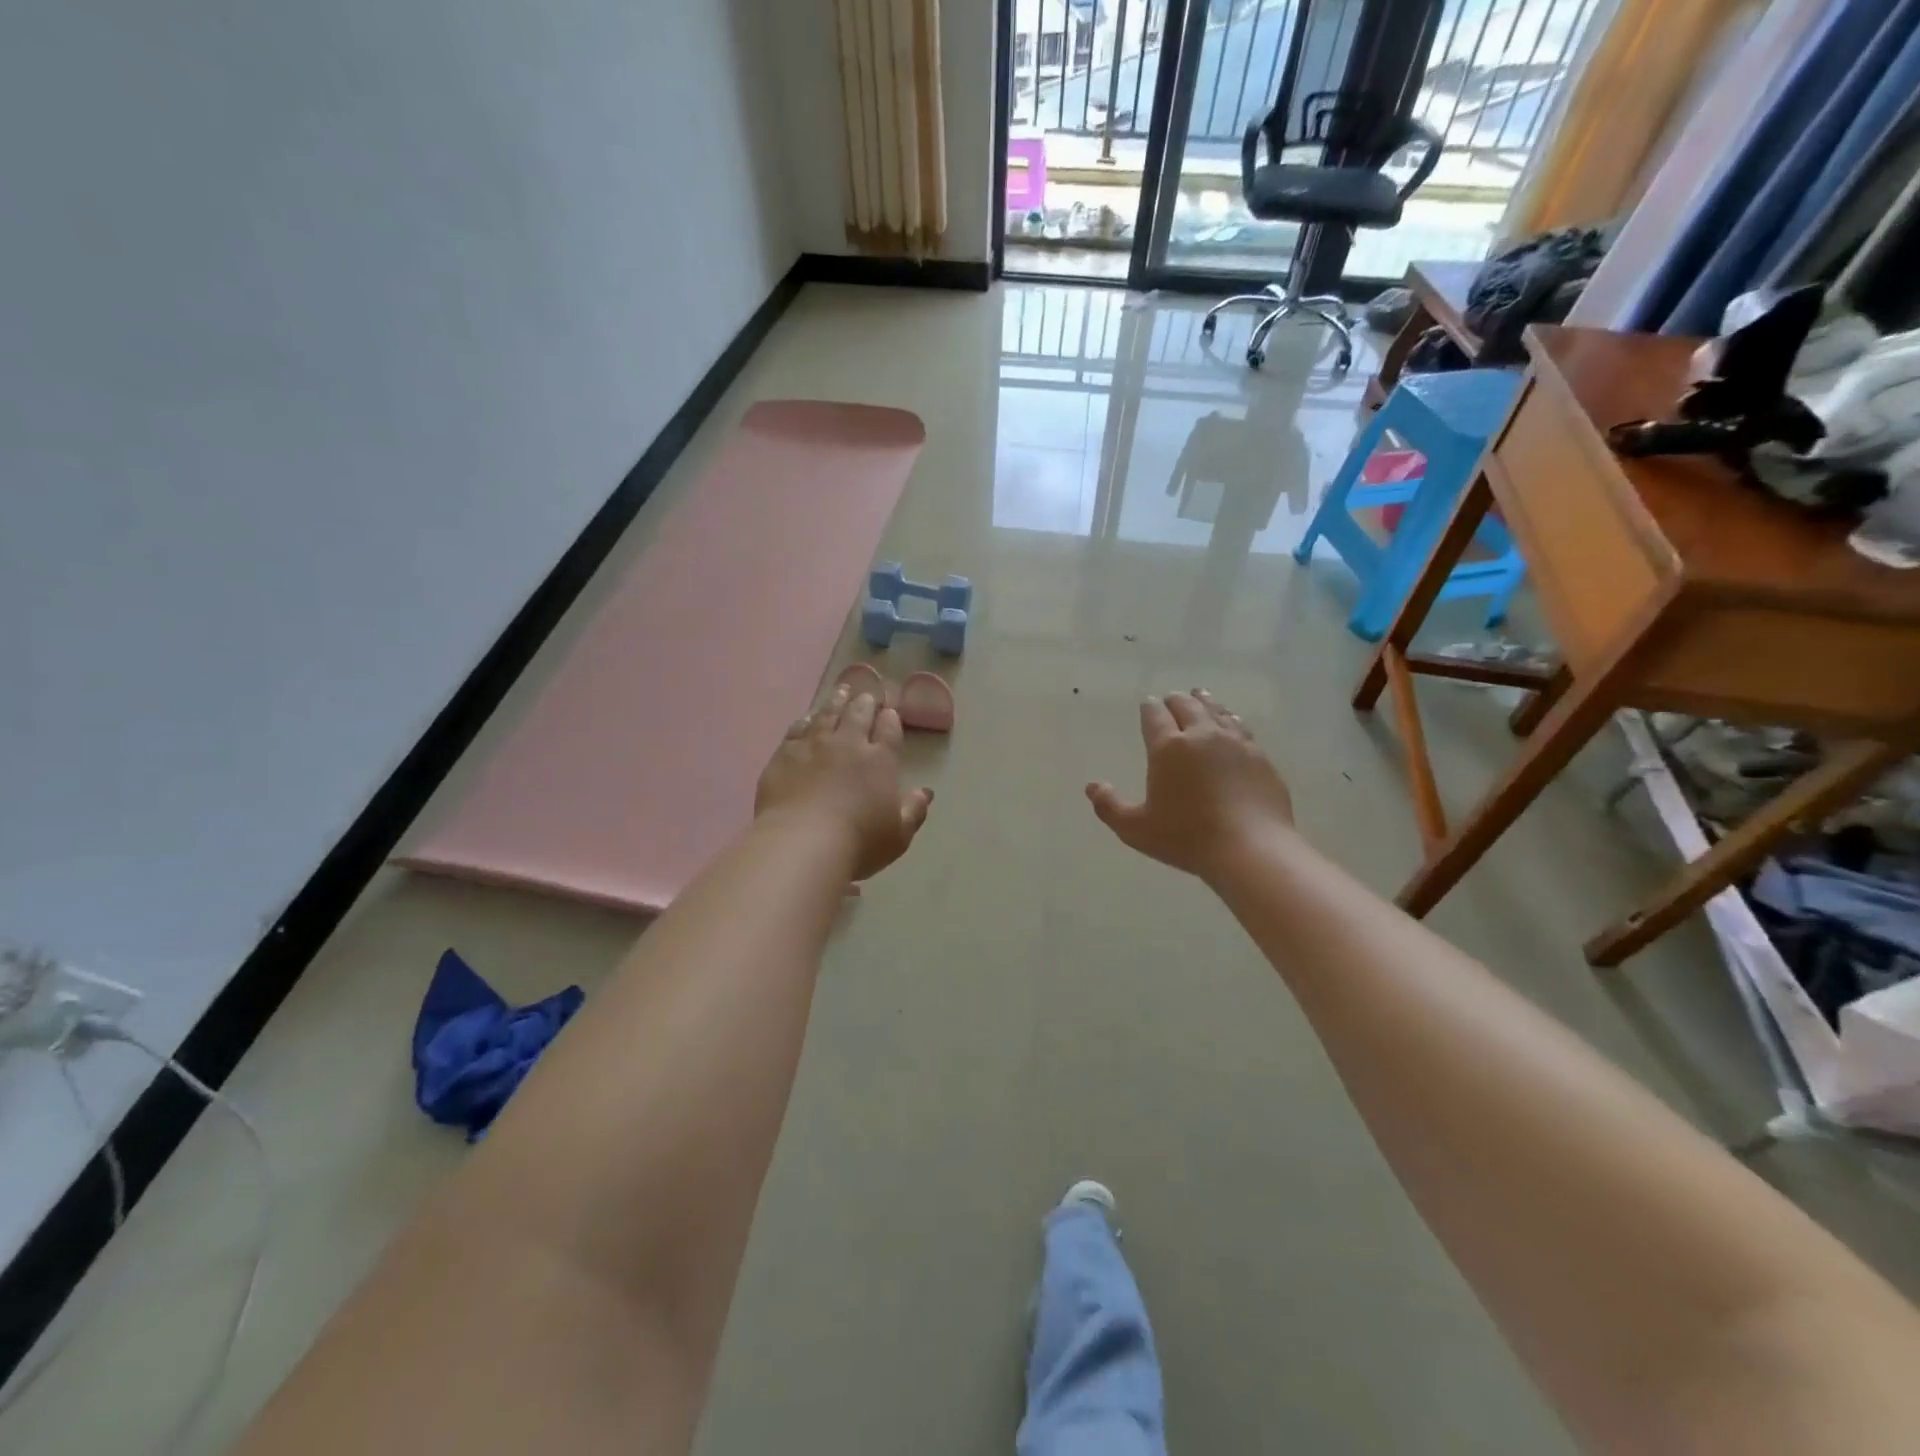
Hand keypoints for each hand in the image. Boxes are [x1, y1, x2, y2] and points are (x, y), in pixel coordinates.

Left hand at [756, 684, 933, 880]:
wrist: (802, 842)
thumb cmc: (859, 842)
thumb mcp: (899, 834)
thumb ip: (914, 810)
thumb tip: (926, 792)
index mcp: (880, 759)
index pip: (889, 729)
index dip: (890, 719)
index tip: (890, 712)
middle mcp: (848, 744)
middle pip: (858, 714)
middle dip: (865, 702)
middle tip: (867, 695)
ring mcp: (814, 745)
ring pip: (827, 714)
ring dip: (837, 701)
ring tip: (841, 690)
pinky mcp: (785, 754)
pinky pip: (797, 729)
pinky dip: (805, 720)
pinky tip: (807, 717)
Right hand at [1087, 690, 1293, 880]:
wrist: (1252, 848)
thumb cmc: (1187, 837)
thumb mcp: (1136, 829)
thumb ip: (1109, 807)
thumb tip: (1092, 787)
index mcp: (1168, 747)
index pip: (1155, 716)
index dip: (1149, 708)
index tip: (1147, 704)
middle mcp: (1202, 735)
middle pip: (1187, 705)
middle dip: (1175, 700)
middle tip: (1170, 699)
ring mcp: (1235, 743)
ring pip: (1217, 711)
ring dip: (1205, 702)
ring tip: (1200, 696)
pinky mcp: (1259, 757)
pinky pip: (1241, 728)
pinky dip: (1230, 720)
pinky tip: (1232, 723)